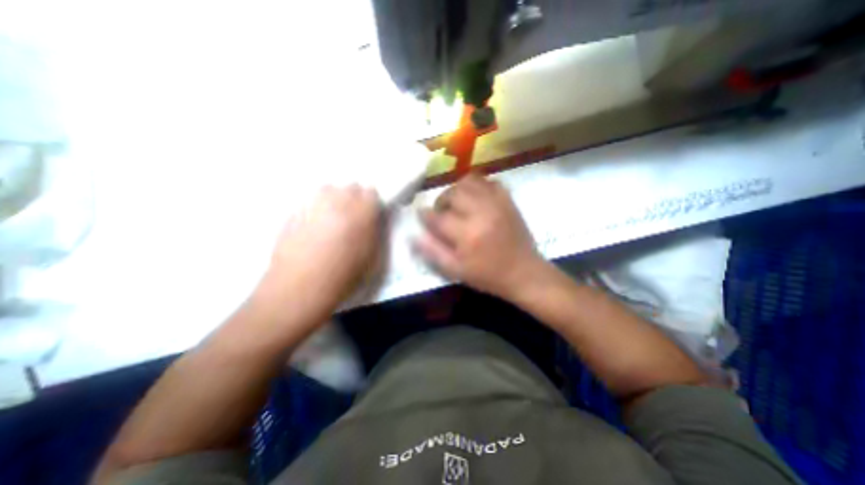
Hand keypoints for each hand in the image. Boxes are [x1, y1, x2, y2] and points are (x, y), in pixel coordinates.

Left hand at [266, 185, 382, 309]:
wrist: (300, 288)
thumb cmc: (343, 276)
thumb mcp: (371, 256)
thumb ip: (374, 231)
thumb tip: (371, 218)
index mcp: (360, 213)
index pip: (371, 192)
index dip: (372, 202)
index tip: (371, 212)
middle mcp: (337, 202)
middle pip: (350, 186)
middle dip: (354, 197)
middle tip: (353, 215)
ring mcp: (314, 205)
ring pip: (328, 189)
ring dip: (334, 198)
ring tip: (333, 217)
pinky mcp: (294, 213)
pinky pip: (310, 201)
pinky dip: (316, 208)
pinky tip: (314, 226)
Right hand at [416, 171, 542, 297]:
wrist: (524, 272)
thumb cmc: (488, 275)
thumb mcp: (456, 270)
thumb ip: (432, 252)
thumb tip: (413, 235)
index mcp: (466, 234)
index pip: (437, 217)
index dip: (425, 215)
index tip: (422, 215)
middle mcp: (480, 212)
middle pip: (451, 193)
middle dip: (441, 201)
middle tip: (442, 212)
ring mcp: (496, 203)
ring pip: (468, 181)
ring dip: (457, 190)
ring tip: (457, 203)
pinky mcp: (508, 200)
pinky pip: (489, 181)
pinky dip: (477, 186)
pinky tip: (475, 198)